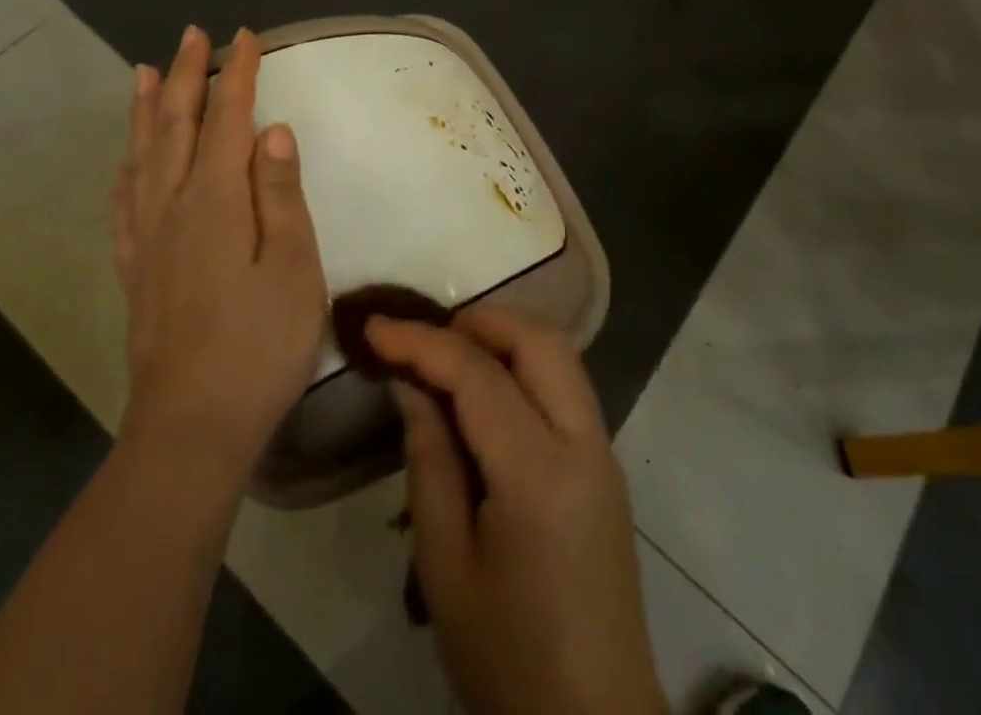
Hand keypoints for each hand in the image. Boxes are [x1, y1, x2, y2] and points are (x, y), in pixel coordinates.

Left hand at [112, 26, 327, 484]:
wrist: (192, 426)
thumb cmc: (260, 346)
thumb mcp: (293, 269)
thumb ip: (280, 195)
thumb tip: (272, 130)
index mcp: (216, 201)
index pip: (228, 120)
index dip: (237, 75)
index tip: (245, 37)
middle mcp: (173, 205)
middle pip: (179, 125)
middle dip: (189, 76)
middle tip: (194, 35)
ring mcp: (147, 237)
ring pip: (144, 154)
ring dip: (149, 109)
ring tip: (146, 71)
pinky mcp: (134, 267)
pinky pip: (123, 200)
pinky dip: (126, 165)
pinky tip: (127, 156)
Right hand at [366, 309, 667, 714]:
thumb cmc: (506, 657)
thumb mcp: (445, 564)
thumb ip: (428, 459)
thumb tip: (411, 383)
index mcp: (540, 474)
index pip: (478, 375)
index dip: (422, 341)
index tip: (374, 328)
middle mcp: (584, 444)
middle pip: (537, 341)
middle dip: (476, 322)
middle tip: (421, 339)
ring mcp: (604, 451)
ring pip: (559, 354)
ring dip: (504, 337)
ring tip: (448, 357)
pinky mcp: (606, 464)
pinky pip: (566, 384)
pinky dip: (524, 363)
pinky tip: (487, 391)